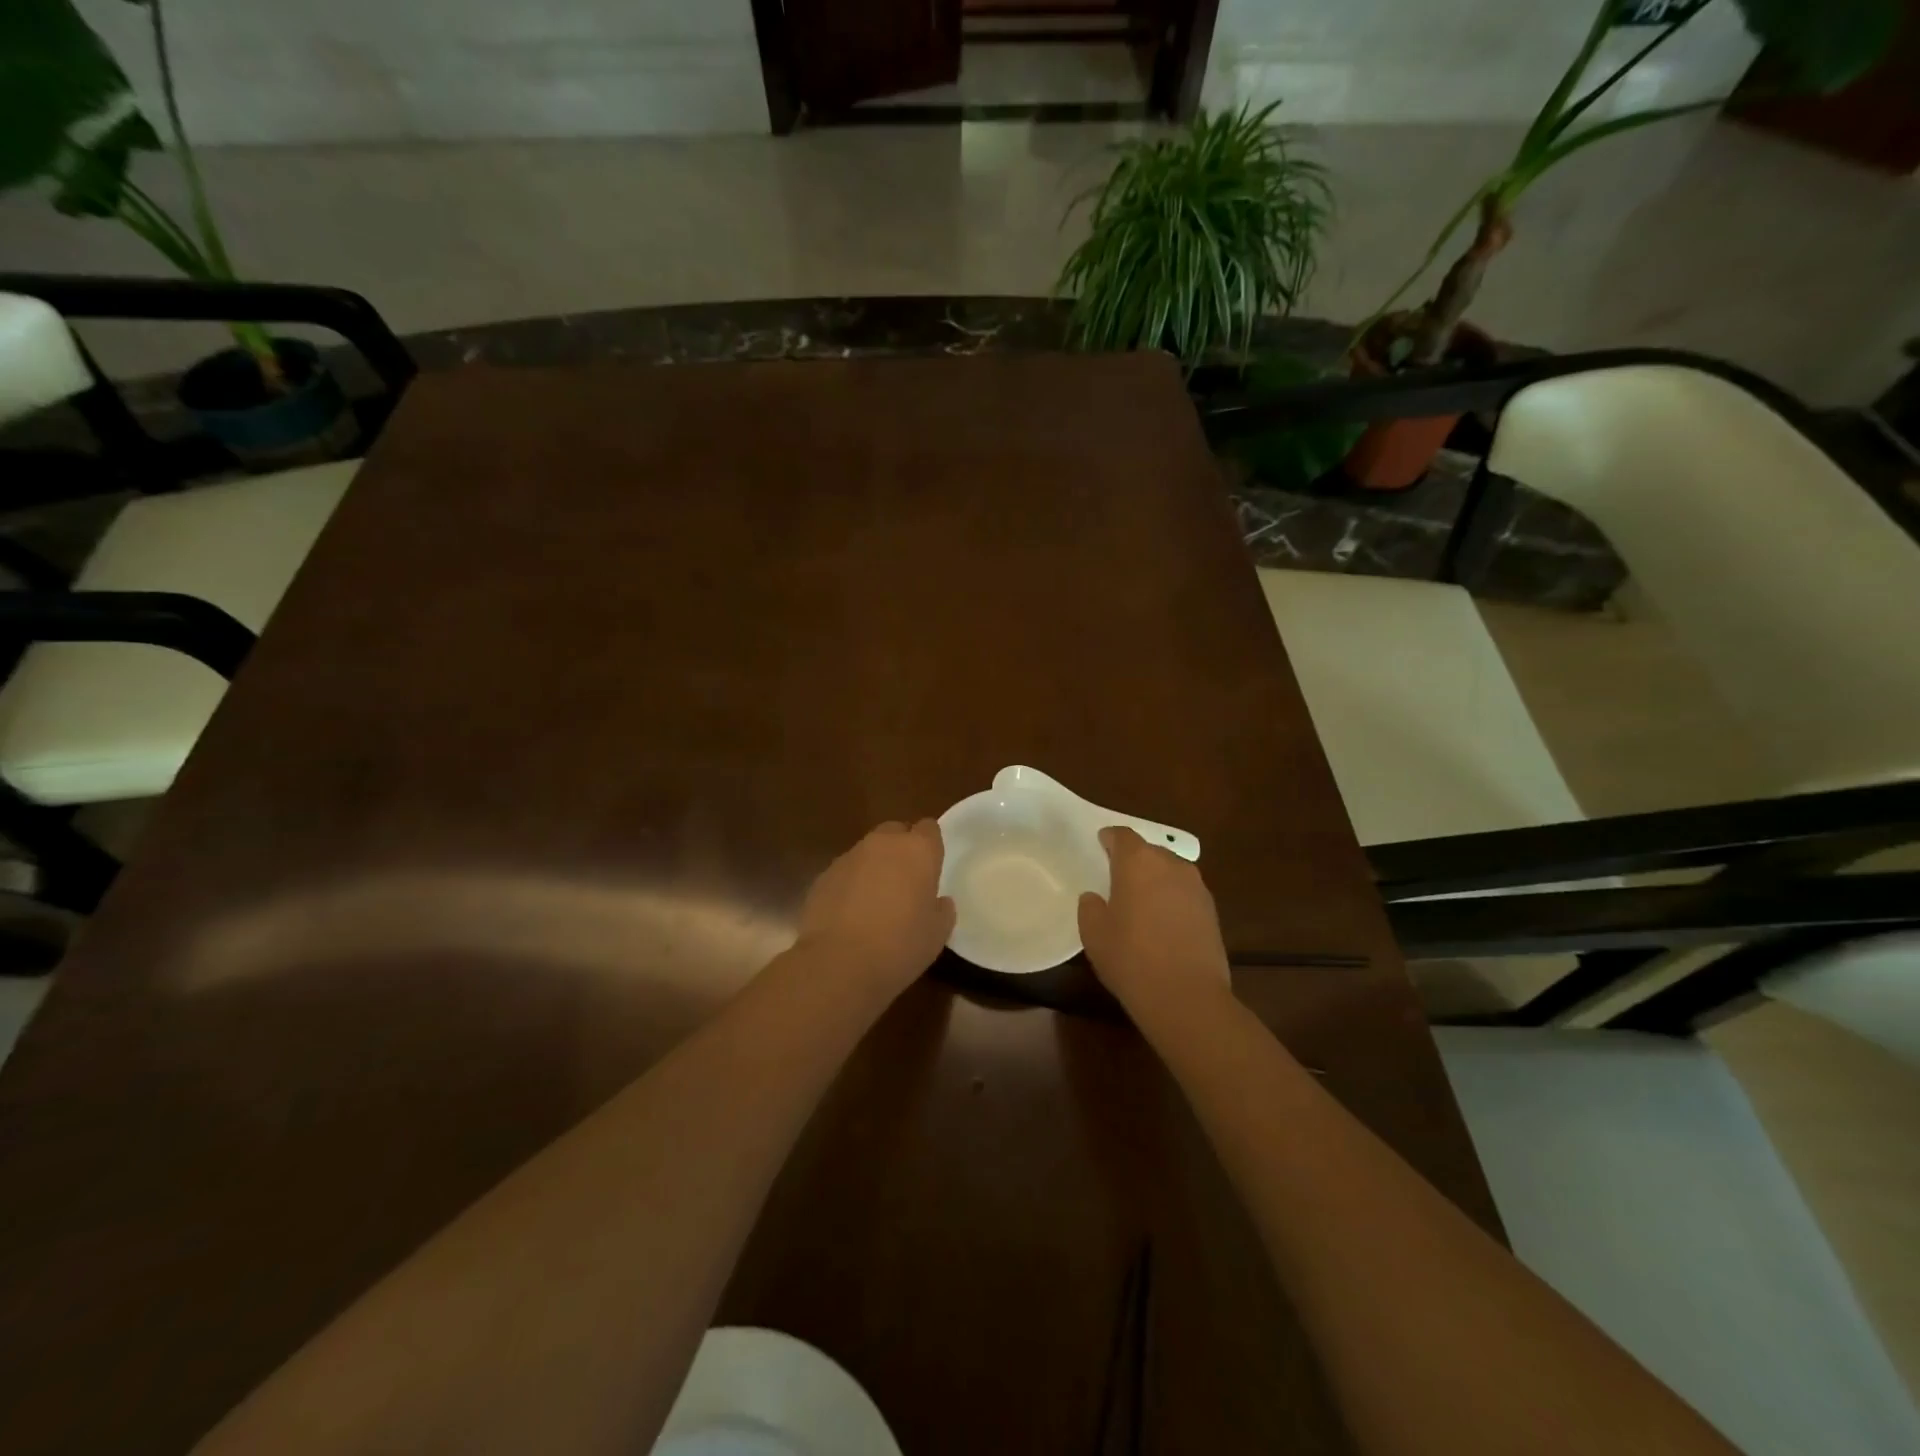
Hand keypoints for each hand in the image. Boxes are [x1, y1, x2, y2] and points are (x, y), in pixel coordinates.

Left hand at [796, 820, 955, 1002]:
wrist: (839, 963)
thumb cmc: (900, 945)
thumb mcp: (937, 933)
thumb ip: (942, 909)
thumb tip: (938, 902)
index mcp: (918, 851)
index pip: (929, 828)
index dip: (930, 845)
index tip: (932, 867)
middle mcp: (883, 844)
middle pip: (895, 832)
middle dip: (901, 849)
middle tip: (906, 882)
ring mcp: (849, 857)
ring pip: (868, 852)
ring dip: (874, 867)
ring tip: (876, 902)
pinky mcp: (824, 875)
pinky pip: (845, 872)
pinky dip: (850, 885)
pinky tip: (850, 915)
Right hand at [1079, 826, 1231, 1024]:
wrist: (1187, 997)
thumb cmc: (1131, 959)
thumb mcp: (1094, 934)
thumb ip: (1090, 908)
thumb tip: (1095, 898)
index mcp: (1138, 862)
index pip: (1122, 836)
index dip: (1110, 838)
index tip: (1101, 844)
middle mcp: (1171, 865)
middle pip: (1149, 851)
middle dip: (1134, 860)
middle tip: (1117, 878)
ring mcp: (1196, 887)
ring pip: (1170, 872)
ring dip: (1155, 880)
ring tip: (1141, 902)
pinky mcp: (1212, 911)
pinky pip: (1185, 894)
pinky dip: (1172, 900)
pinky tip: (1162, 923)